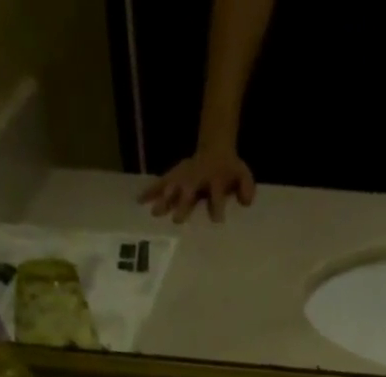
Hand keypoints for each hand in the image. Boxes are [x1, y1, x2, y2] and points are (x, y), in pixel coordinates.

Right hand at [141, 147, 255, 222]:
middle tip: (177, 220)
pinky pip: (161, 182)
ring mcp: (184, 174)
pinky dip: (150, 190)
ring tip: (154, 212)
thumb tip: (246, 201)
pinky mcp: (174, 174)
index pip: (217, 193)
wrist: (215, 146)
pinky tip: (139, 200)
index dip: (217, 205)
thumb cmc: (229, 168)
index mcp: (216, 179)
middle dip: (183, 204)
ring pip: (173, 185)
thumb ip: (246, 187)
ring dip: (164, 198)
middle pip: (190, 190)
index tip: (217, 219)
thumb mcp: (243, 174)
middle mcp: (197, 177)